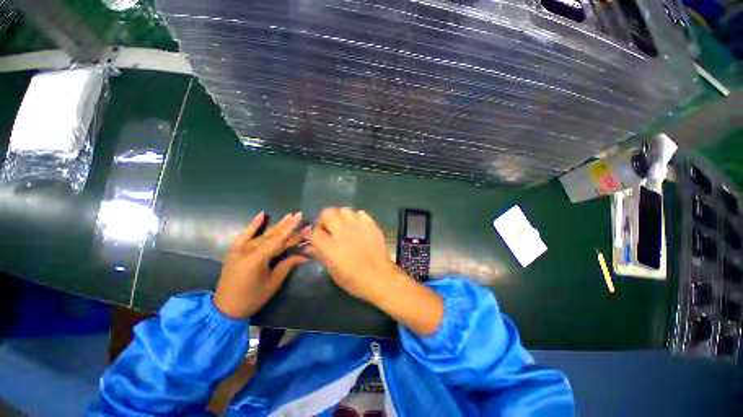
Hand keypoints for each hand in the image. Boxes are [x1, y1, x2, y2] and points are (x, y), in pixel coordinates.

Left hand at [214, 211, 308, 318]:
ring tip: (288, 216)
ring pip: (262, 235)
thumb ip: (288, 264)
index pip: (278, 240)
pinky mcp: (234, 251)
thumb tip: (305, 255)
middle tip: (298, 215)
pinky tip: (261, 215)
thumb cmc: (253, 297)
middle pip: (272, 236)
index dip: (291, 228)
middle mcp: (247, 250)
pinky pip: (244, 235)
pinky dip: (253, 225)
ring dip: (276, 226)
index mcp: (257, 259)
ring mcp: (239, 249)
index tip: (300, 217)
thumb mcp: (274, 282)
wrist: (225, 308)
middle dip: (287, 225)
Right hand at [307, 207, 401, 302]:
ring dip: (341, 216)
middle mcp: (343, 232)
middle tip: (330, 228)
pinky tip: (357, 226)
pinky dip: (356, 217)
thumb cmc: (355, 280)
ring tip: (344, 225)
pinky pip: (360, 213)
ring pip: (344, 210)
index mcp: (331, 247)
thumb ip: (322, 255)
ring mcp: (358, 226)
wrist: (380, 277)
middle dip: (325, 219)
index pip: (315, 232)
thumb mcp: (333, 272)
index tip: (318, 237)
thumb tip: (311, 246)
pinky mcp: (371, 225)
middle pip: (328, 213)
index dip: (314, 233)